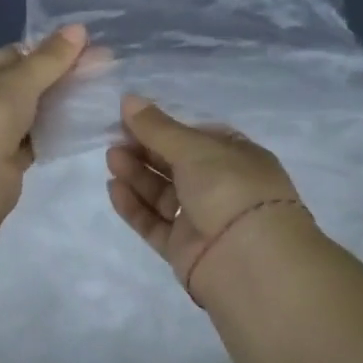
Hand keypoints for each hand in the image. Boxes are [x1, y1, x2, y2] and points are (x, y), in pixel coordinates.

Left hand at [0, 26, 88, 207]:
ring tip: (98, 91)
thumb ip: (50, 58)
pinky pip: (34, 139)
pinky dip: (54, 132)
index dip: (46, 50)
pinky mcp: (5, 161)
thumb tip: (79, 28)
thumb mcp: (18, 80)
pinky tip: (83, 122)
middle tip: (101, 67)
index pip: (11, 54)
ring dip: (59, 104)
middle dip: (58, 76)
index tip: (83, 48)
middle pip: (23, 83)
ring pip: (30, 112)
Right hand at [107, 94, 308, 287]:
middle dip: (146, 150)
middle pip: (176, 164)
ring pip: (163, 194)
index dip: (164, 127)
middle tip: (115, 138)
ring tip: (112, 159)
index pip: (196, 137)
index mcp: (236, 157)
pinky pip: (155, 223)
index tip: (131, 118)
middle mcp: (221, 187)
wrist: (250, 263)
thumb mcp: (194, 148)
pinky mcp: (184, 248)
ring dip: (137, 175)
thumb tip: (128, 99)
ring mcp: (203, 220)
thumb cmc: (230, 189)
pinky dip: (135, 206)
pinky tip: (113, 188)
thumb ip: (157, 127)